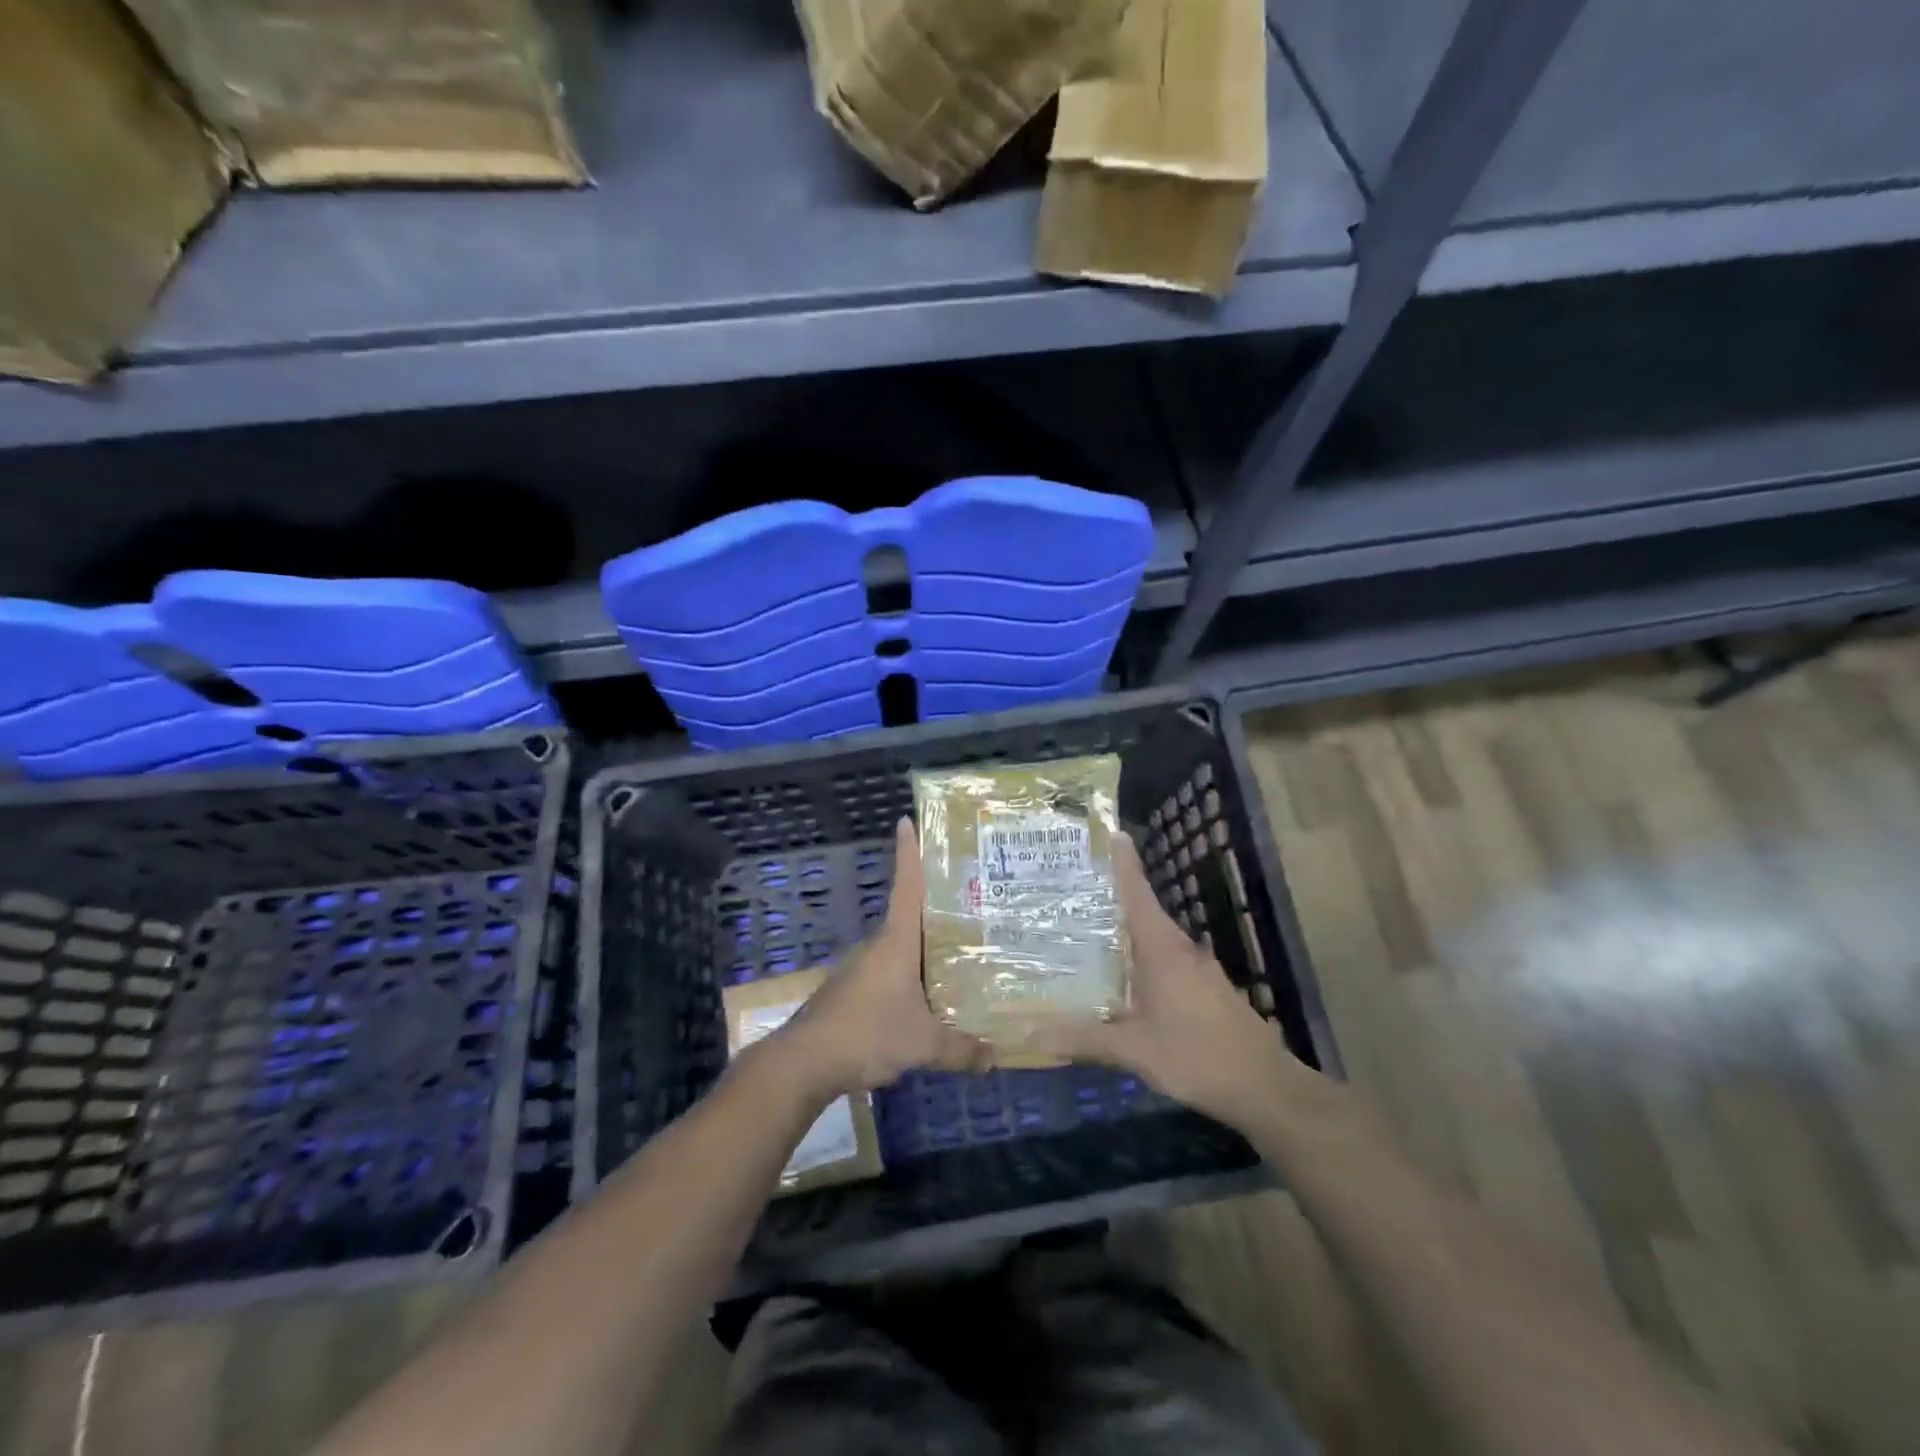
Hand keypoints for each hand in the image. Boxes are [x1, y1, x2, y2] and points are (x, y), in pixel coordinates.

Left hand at [780, 818, 991, 1098]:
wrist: (804, 1060)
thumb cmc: (867, 1032)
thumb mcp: (923, 1043)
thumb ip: (960, 1049)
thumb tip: (994, 1057)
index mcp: (896, 941)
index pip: (906, 885)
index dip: (908, 852)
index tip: (906, 821)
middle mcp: (879, 945)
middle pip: (910, 916)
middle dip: (938, 908)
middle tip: (974, 902)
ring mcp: (863, 968)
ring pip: (902, 948)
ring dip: (925, 947)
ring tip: (961, 953)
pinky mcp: (854, 990)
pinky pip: (891, 972)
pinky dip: (912, 975)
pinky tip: (929, 996)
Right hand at [1034, 833, 1305, 1130]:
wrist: (1266, 1088)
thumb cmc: (1197, 1056)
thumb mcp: (1134, 1050)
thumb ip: (1085, 1038)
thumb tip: (1034, 1032)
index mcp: (1162, 948)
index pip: (1137, 891)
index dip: (1122, 861)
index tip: (1107, 832)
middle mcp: (1180, 949)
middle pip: (1141, 910)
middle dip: (1109, 898)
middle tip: (1069, 890)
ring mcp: (1198, 969)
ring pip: (1153, 939)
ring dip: (1124, 932)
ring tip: (1085, 932)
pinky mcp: (1206, 989)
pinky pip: (1165, 961)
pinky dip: (1140, 959)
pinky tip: (1122, 979)